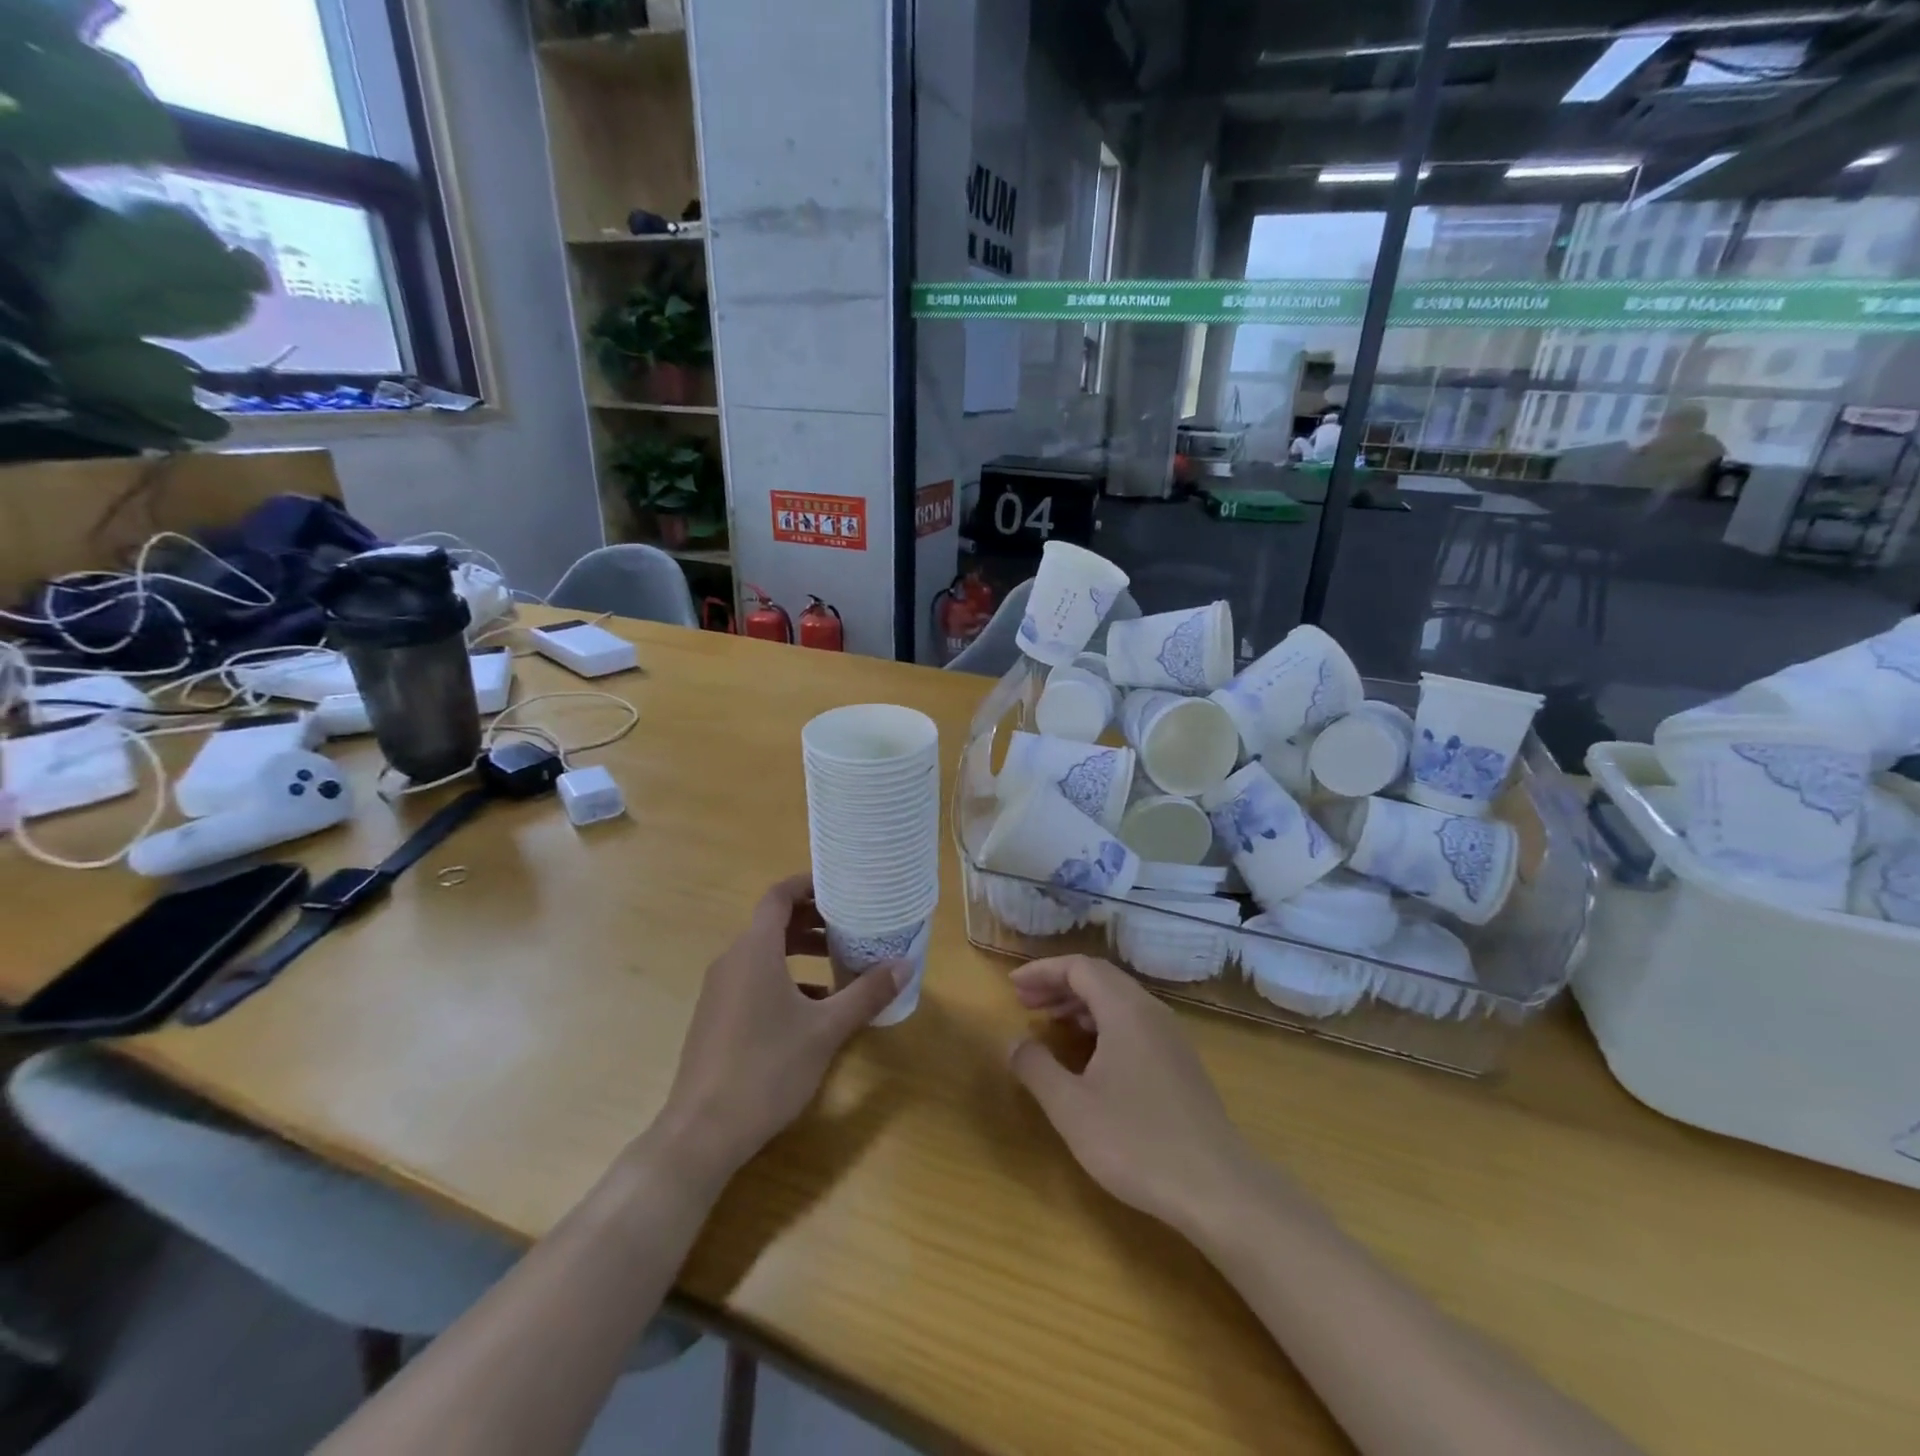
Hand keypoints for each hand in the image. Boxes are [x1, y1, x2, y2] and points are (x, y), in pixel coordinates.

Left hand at [657, 875, 904, 1184]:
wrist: (702, 1133)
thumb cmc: (766, 1069)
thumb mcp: (826, 1030)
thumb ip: (866, 994)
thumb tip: (906, 964)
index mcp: (754, 951)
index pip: (778, 896)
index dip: (808, 884)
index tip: (841, 887)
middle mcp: (732, 961)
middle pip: (773, 923)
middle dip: (812, 921)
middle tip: (851, 926)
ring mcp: (719, 991)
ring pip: (763, 954)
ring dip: (800, 953)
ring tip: (839, 966)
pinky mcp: (716, 1018)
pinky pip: (753, 980)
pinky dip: (784, 980)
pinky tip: (813, 1009)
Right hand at [1009, 955, 1257, 1236]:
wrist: (1217, 1189)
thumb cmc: (1136, 1142)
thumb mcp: (1072, 1108)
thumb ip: (1037, 1068)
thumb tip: (1014, 1042)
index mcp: (1125, 1010)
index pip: (1079, 967)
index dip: (1043, 971)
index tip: (1012, 986)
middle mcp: (1151, 1012)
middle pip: (1100, 978)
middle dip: (1059, 984)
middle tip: (1024, 1002)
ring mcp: (1171, 1037)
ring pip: (1119, 1001)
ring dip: (1081, 1004)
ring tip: (1050, 1023)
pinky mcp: (1180, 1063)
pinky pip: (1134, 1023)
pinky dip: (1103, 1023)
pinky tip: (1089, 1054)